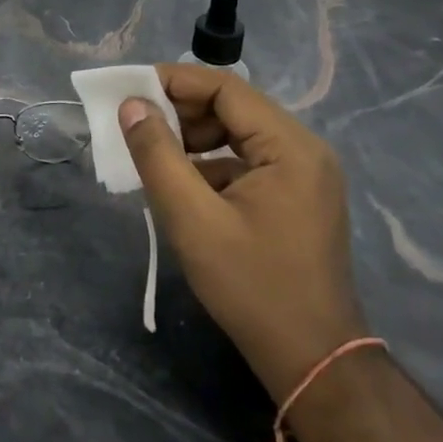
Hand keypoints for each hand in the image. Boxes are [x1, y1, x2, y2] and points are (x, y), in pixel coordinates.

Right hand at [120, 64, 364, 400]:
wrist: (312, 360)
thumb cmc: (252, 287)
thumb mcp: (193, 220)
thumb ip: (158, 156)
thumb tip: (131, 106)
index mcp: (290, 146)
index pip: (226, 88)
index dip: (175, 81)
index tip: (130, 89)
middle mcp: (304, 149)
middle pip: (234, 108)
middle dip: (181, 112)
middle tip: (135, 126)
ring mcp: (304, 174)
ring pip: (238, 135)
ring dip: (193, 139)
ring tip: (152, 156)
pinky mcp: (297, 197)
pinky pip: (247, 162)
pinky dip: (211, 165)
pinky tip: (182, 187)